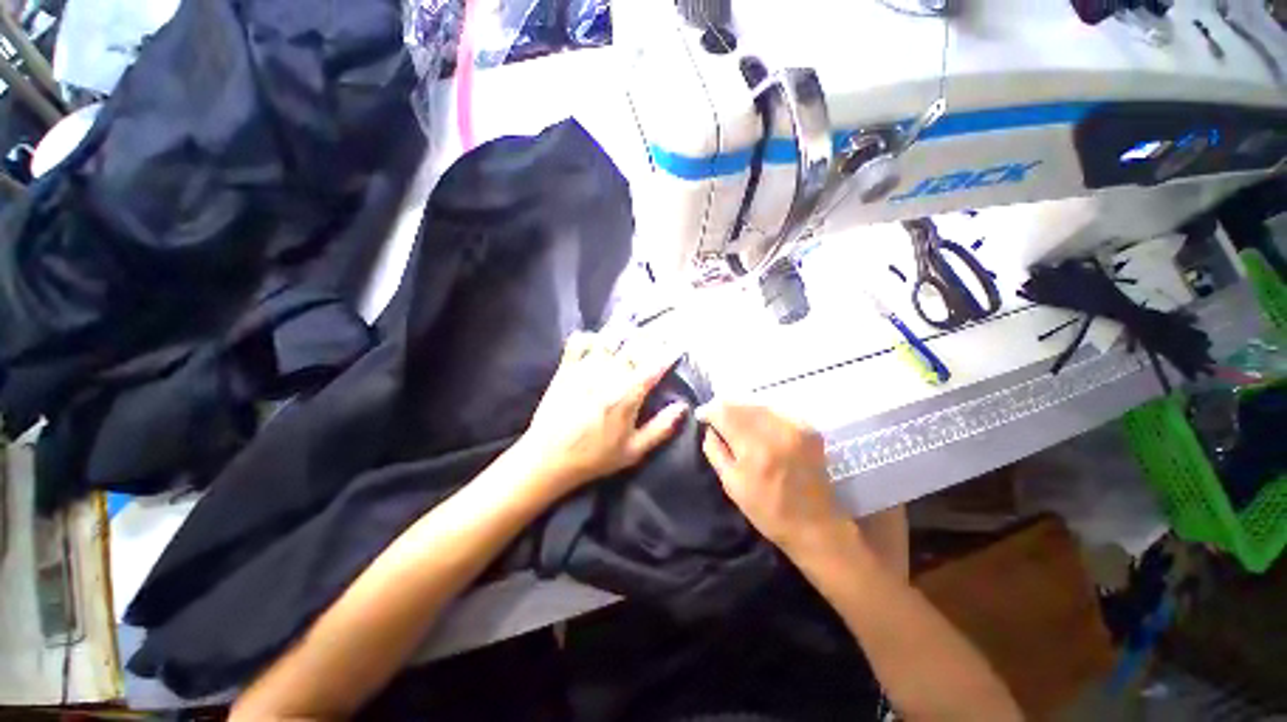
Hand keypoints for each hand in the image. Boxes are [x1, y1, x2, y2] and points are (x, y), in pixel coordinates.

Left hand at [517, 331, 687, 495]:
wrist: (548, 458)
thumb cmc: (595, 457)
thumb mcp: (634, 451)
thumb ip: (661, 428)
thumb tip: (683, 407)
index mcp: (627, 395)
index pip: (654, 366)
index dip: (669, 353)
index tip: (679, 344)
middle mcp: (608, 375)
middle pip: (634, 346)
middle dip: (650, 338)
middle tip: (660, 334)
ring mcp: (585, 368)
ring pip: (609, 339)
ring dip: (624, 332)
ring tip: (634, 328)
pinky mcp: (566, 368)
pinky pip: (578, 342)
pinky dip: (590, 336)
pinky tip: (597, 340)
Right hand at [697, 402, 848, 552]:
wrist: (815, 523)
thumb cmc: (767, 509)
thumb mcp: (731, 483)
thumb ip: (715, 450)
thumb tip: (709, 428)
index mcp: (754, 447)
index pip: (724, 411)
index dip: (709, 411)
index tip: (702, 417)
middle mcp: (776, 429)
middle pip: (741, 403)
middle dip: (725, 408)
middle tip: (717, 420)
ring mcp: (795, 425)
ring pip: (758, 403)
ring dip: (743, 410)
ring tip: (736, 423)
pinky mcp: (808, 427)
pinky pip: (776, 410)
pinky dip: (762, 414)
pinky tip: (759, 427)